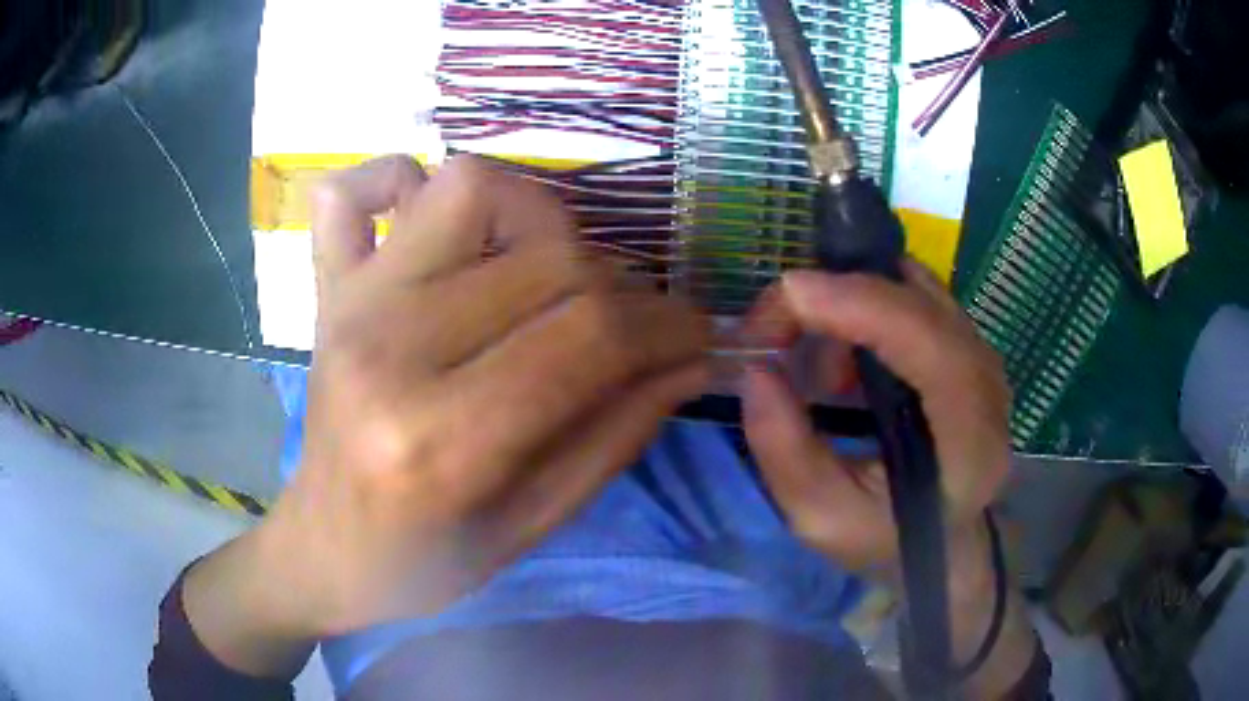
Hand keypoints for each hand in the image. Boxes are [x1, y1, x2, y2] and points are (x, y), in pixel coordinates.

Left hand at [226, 155, 709, 640]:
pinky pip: (353, 189)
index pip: (590, 335)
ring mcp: (350, 304)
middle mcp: (389, 349)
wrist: (326, 548)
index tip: (699, 337)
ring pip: (470, 189)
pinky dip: (398, 178)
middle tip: (639, 325)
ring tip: (550, 270)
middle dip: (627, 287)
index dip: (669, 327)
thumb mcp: (535, 525)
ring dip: (538, 217)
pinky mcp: (326, 289)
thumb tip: (692, 358)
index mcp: (440, 439)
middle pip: (549, 259)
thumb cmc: (428, 559)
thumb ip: (619, 433)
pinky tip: (425, 215)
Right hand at [739, 262, 1010, 575]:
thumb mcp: (822, 519)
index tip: (790, 295)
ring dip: (854, 305)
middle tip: (775, 328)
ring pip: (915, 290)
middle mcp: (988, 383)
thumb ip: (785, 451)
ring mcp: (982, 355)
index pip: (932, 347)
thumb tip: (758, 370)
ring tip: (821, 371)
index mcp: (969, 438)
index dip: (863, 306)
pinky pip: (915, 297)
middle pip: (921, 303)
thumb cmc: (887, 537)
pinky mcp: (966, 343)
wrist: (941, 539)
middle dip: (839, 295)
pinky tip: (848, 359)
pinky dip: (869, 307)